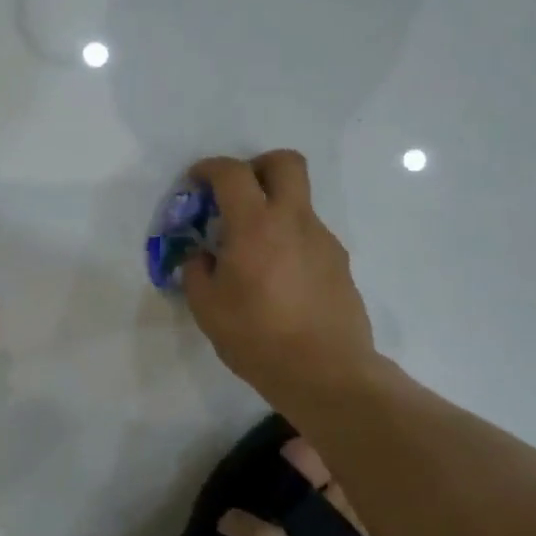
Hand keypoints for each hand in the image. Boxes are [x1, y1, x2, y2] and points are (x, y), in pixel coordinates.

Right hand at [182, 151, 380, 412]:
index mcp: (255, 225)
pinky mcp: (340, 263)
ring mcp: (323, 240)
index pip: (232, 173)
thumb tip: (202, 256)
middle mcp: (294, 221)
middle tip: (237, 194)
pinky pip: (309, 235)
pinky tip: (278, 278)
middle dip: (257, 166)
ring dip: (274, 209)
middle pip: (285, 163)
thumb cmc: (257, 337)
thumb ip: (197, 270)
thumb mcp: (207, 307)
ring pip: (299, 201)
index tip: (196, 182)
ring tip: (253, 251)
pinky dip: (289, 240)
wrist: (326, 373)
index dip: (210, 168)